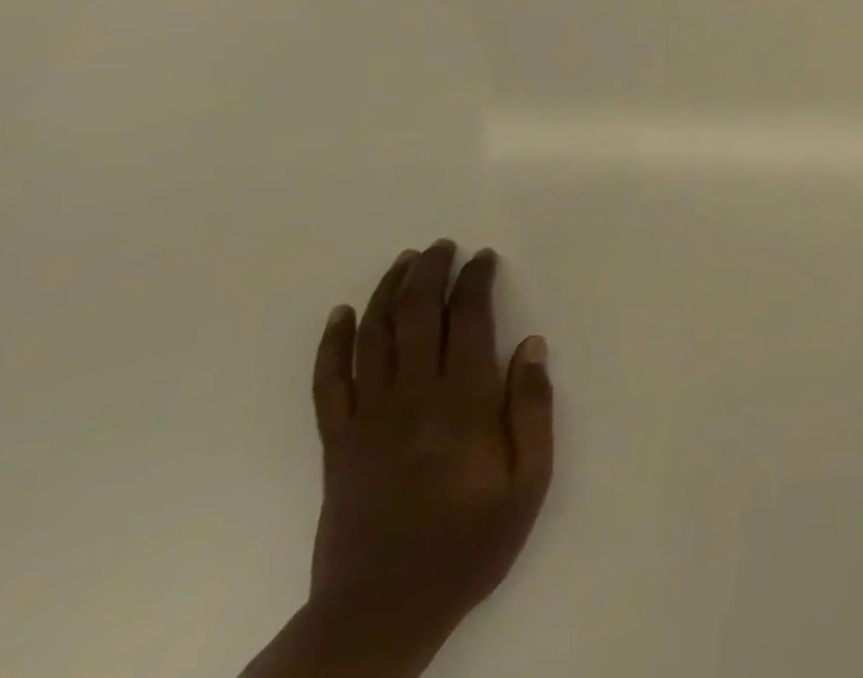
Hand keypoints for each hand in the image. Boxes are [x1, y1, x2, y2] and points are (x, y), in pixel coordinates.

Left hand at [306, 242, 554, 667]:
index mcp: (463, 404)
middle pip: (418, 316)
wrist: (379, 616)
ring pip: (374, 338)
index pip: (469, 320)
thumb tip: (532, 345)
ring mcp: (368, 420)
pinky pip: (329, 384)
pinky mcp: (336, 445)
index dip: (476, 281)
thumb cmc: (467, 545)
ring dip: (389, 293)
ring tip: (404, 261)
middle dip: (431, 272)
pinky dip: (333, 344)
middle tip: (443, 246)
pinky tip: (342, 315)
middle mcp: (413, 399)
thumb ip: (533, 410)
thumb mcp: (527, 483)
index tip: (484, 258)